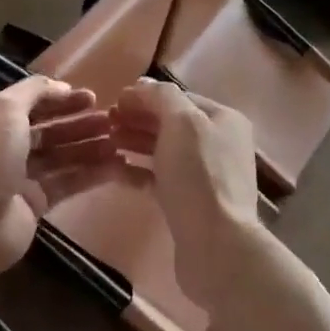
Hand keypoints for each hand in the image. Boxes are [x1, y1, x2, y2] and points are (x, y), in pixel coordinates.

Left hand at [0, 76, 118, 275]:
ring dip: (91, 147)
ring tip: (121, 142)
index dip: (62, 99)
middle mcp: (7, 148)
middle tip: (113, 120)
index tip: (92, 97)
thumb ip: (34, 91)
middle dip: (81, 124)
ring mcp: (23, 177)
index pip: (33, 105)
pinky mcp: (38, 203)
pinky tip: (118, 166)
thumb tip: (62, 87)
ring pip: (63, 157)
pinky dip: (92, 174)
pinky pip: (70, 183)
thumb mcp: (5, 110)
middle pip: (51, 131)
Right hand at [110, 79, 260, 304]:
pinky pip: (165, 179)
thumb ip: (162, 97)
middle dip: (139, 120)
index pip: (180, 98)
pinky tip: (119, 172)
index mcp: (224, 120)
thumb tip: (143, 86)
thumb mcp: (182, 123)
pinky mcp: (194, 203)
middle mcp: (221, 144)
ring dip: (137, 143)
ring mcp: (209, 176)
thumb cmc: (199, 176)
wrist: (216, 244)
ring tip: (107, 143)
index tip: (113, 102)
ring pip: (167, 151)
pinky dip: (143, 171)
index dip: (146, 97)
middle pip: (173, 124)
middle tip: (105, 124)